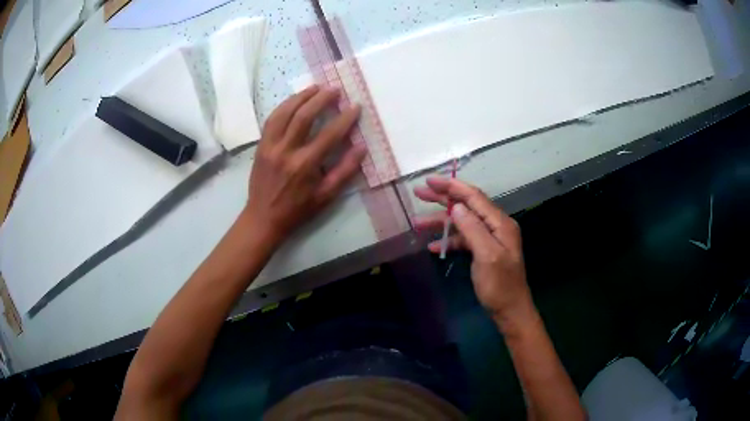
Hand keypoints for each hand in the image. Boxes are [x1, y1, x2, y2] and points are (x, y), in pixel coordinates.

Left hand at [244, 86, 365, 244]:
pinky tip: (294, 100)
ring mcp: (270, 146)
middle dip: (321, 99)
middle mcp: (286, 151)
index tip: (355, 106)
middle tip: (335, 90)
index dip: (345, 118)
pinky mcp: (261, 146)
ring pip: (284, 113)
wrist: (263, 217)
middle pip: (304, 116)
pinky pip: (271, 119)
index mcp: (305, 165)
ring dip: (301, 97)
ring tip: (315, 87)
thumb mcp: (326, 196)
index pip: (329, 135)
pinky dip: (284, 106)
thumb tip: (361, 147)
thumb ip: (345, 171)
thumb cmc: (298, 209)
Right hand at [414, 177, 533, 322]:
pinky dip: (448, 240)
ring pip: (462, 223)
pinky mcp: (483, 251)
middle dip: (443, 198)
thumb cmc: (500, 286)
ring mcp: (489, 239)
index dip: (452, 186)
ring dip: (440, 222)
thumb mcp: (487, 256)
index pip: (474, 197)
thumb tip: (457, 208)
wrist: (510, 310)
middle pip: (466, 206)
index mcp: (500, 223)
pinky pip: (463, 239)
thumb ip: (473, 229)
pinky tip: (432, 246)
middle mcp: (495, 226)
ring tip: (417, 222)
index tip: (430, 180)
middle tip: (419, 193)